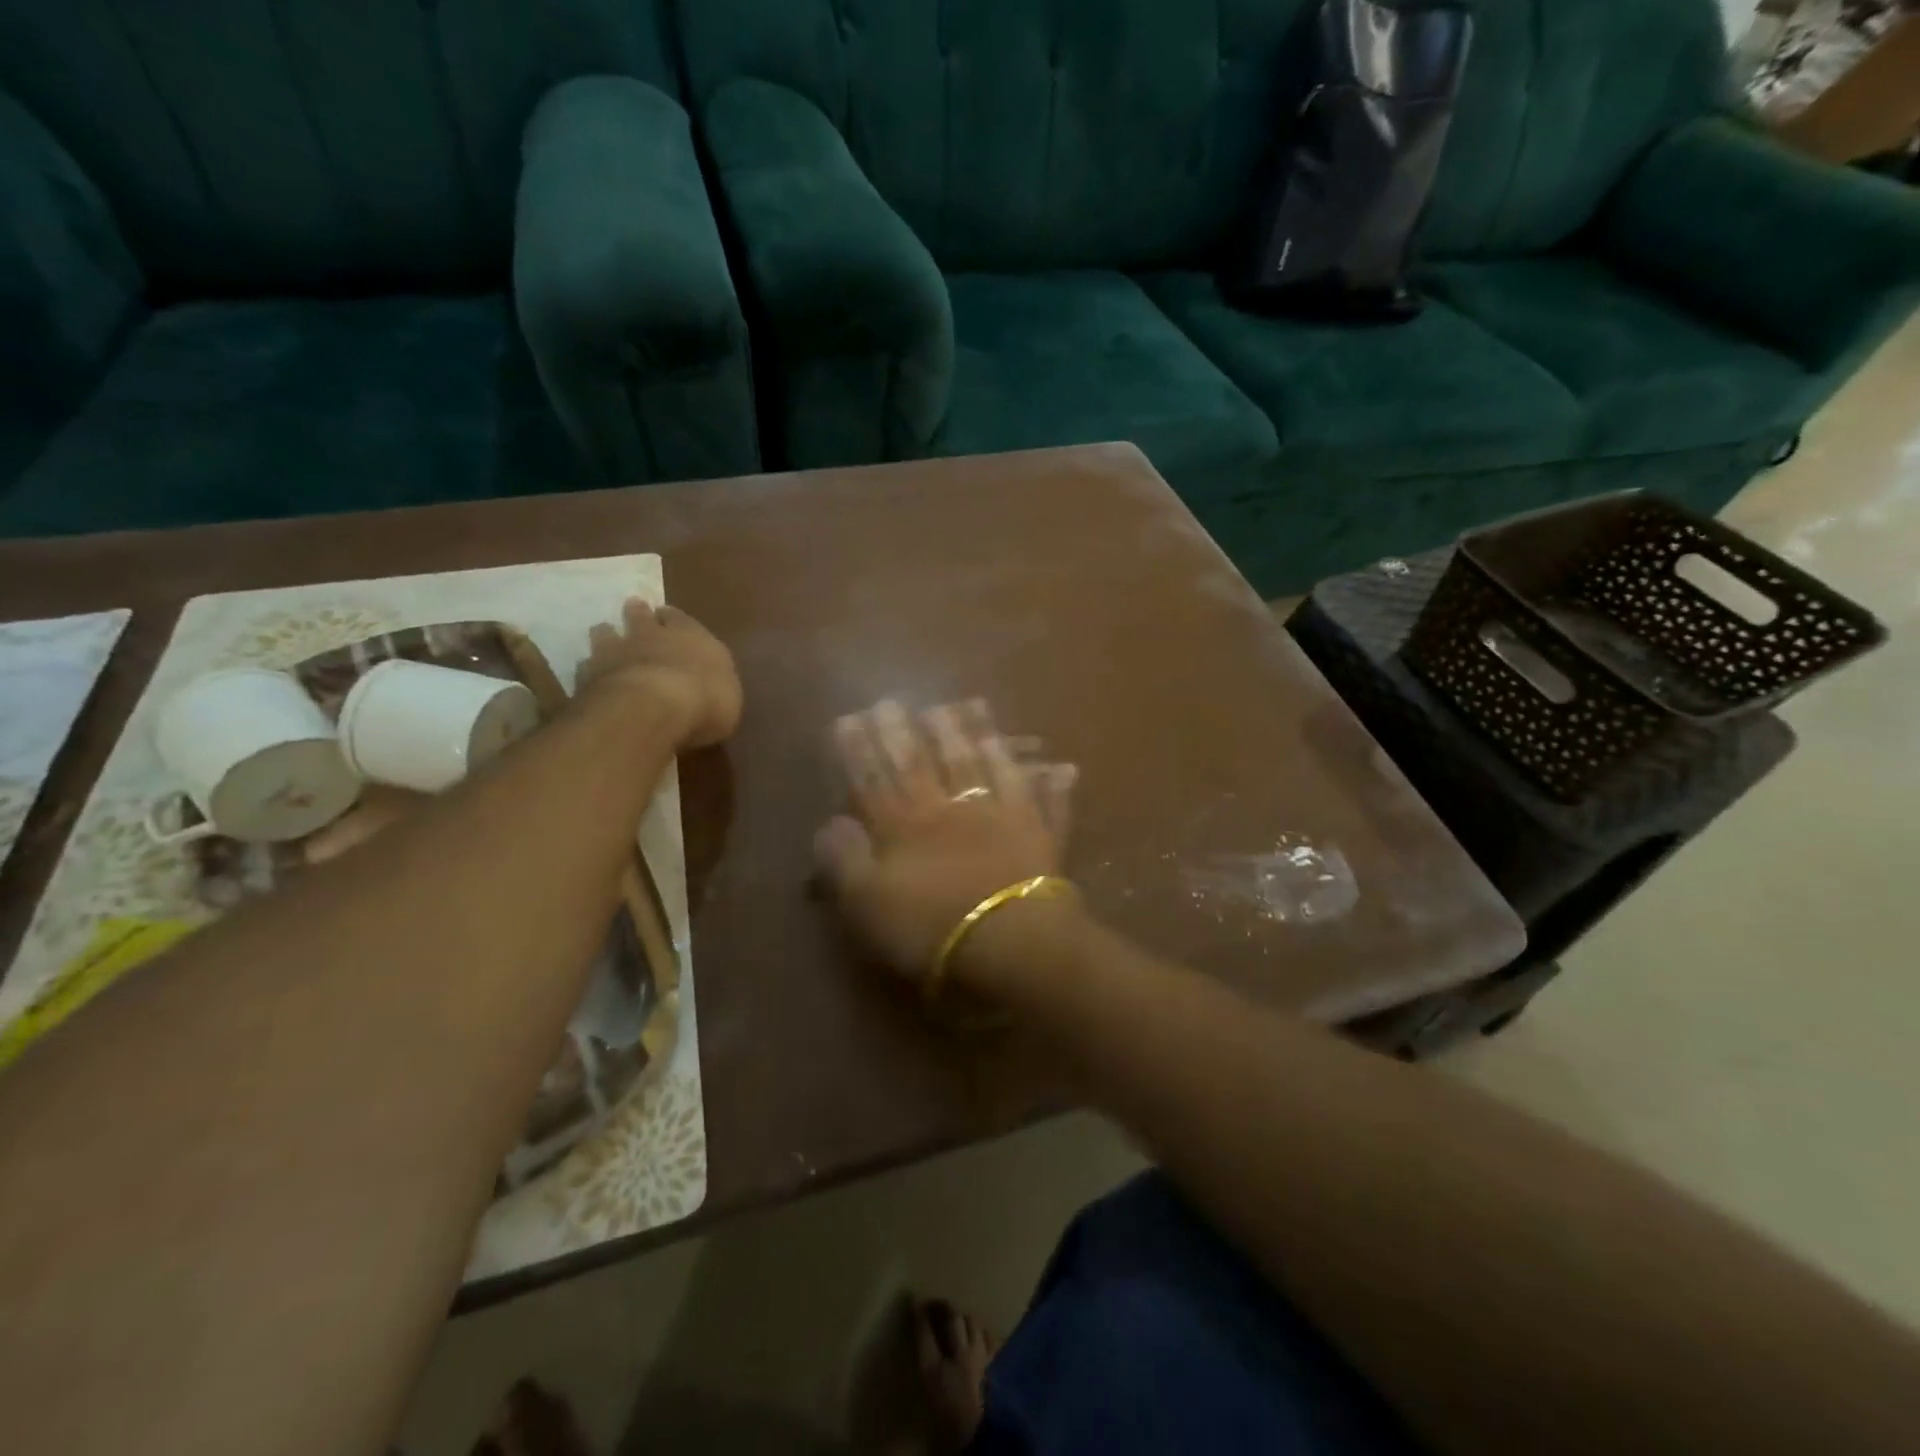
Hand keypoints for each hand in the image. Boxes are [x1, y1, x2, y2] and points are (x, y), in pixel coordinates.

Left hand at [576, 598, 741, 748]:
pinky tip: (590, 677)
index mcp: (689, 635)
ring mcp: (615, 652)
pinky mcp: (588, 675)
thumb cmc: (705, 699)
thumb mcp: (729, 696)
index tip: (666, 616)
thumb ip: (715, 685)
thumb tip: (710, 687)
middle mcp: (650, 636)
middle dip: (637, 614)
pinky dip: (590, 670)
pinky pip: (586, 667)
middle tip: (632, 610)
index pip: (679, 618)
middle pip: (638, 617)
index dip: (672, 618)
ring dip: (606, 636)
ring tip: (605, 636)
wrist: (652, 708)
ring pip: (605, 634)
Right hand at [814, 699, 1076, 988]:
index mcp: (905, 826)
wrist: (1008, 944)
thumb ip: (844, 860)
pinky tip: (1061, 764)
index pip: (875, 778)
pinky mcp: (1040, 835)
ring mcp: (1001, 815)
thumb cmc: (930, 929)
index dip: (859, 749)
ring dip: (978, 733)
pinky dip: (1052, 783)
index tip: (849, 716)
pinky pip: (1048, 802)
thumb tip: (828, 823)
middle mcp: (952, 808)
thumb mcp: (867, 904)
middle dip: (908, 729)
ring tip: (970, 703)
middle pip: (926, 761)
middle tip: (897, 699)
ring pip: (986, 765)